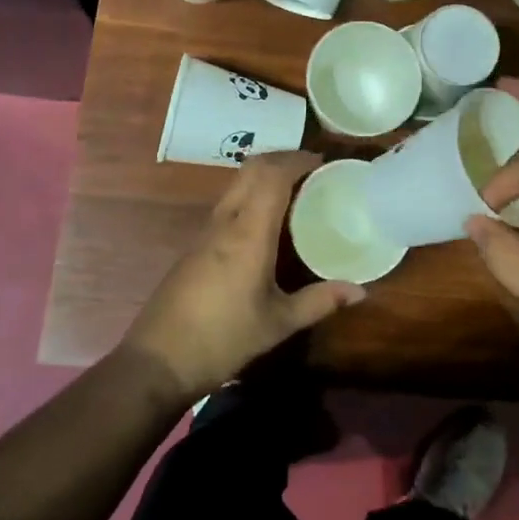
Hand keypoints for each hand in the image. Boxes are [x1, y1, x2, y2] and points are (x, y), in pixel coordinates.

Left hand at [120, 152, 364, 402]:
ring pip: (236, 183)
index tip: (323, 161)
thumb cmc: (223, 339)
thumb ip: (320, 302)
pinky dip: (251, 194)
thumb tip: (360, 292)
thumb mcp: (279, 323)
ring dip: (264, 174)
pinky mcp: (195, 244)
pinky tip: (266, 221)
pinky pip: (228, 203)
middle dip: (282, 159)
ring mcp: (205, 231)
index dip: (297, 160)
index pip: (272, 175)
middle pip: (251, 169)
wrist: (158, 360)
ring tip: (294, 190)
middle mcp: (225, 221)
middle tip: (312, 169)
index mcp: (248, 232)